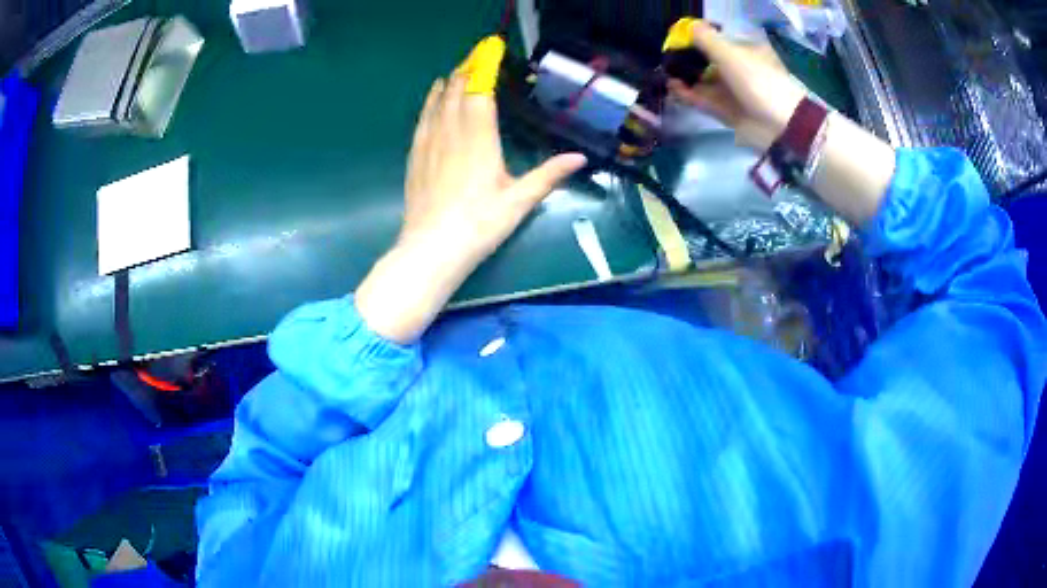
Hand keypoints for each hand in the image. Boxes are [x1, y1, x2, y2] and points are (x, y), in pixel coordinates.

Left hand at [356, 72, 586, 343]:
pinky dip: (429, 103)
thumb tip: (580, 157)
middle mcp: (452, 133)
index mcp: (479, 139)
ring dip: (446, 83)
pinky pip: (422, 120)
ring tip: (455, 70)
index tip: (491, 50)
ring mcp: (429, 144)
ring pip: (437, 103)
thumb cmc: (480, 224)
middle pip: (456, 91)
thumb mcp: (520, 201)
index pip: (480, 92)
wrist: (432, 249)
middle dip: (466, 71)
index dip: (485, 68)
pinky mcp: (415, 158)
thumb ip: (549, 175)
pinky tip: (431, 98)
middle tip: (476, 57)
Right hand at [667, 20, 807, 150]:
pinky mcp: (729, 112)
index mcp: (746, 51)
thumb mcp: (730, 54)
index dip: (696, 40)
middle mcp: (740, 69)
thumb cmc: (758, 81)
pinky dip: (690, 94)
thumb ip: (705, 39)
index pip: (718, 42)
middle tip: (667, 59)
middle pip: (708, 62)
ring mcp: (735, 92)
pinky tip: (674, 88)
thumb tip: (687, 26)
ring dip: (686, 78)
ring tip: (666, 74)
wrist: (780, 125)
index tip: (677, 40)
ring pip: (705, 82)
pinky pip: (706, 100)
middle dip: (688, 61)